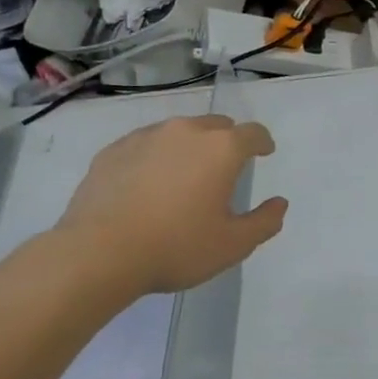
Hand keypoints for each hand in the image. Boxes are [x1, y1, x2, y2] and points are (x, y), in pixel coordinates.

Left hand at [52, 115, 287, 301]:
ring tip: (184, 176)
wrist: (98, 253)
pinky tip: (148, 184)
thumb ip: (264, 222)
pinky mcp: (113, 151)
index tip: (264, 153)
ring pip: (178, 132)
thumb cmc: (176, 247)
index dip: (263, 142)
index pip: (253, 133)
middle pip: (216, 125)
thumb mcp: (233, 245)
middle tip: (225, 168)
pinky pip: (145, 145)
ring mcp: (145, 137)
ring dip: (189, 147)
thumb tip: (279, 204)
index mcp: (221, 149)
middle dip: (226, 141)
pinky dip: (155, 157)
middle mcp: (186, 131)